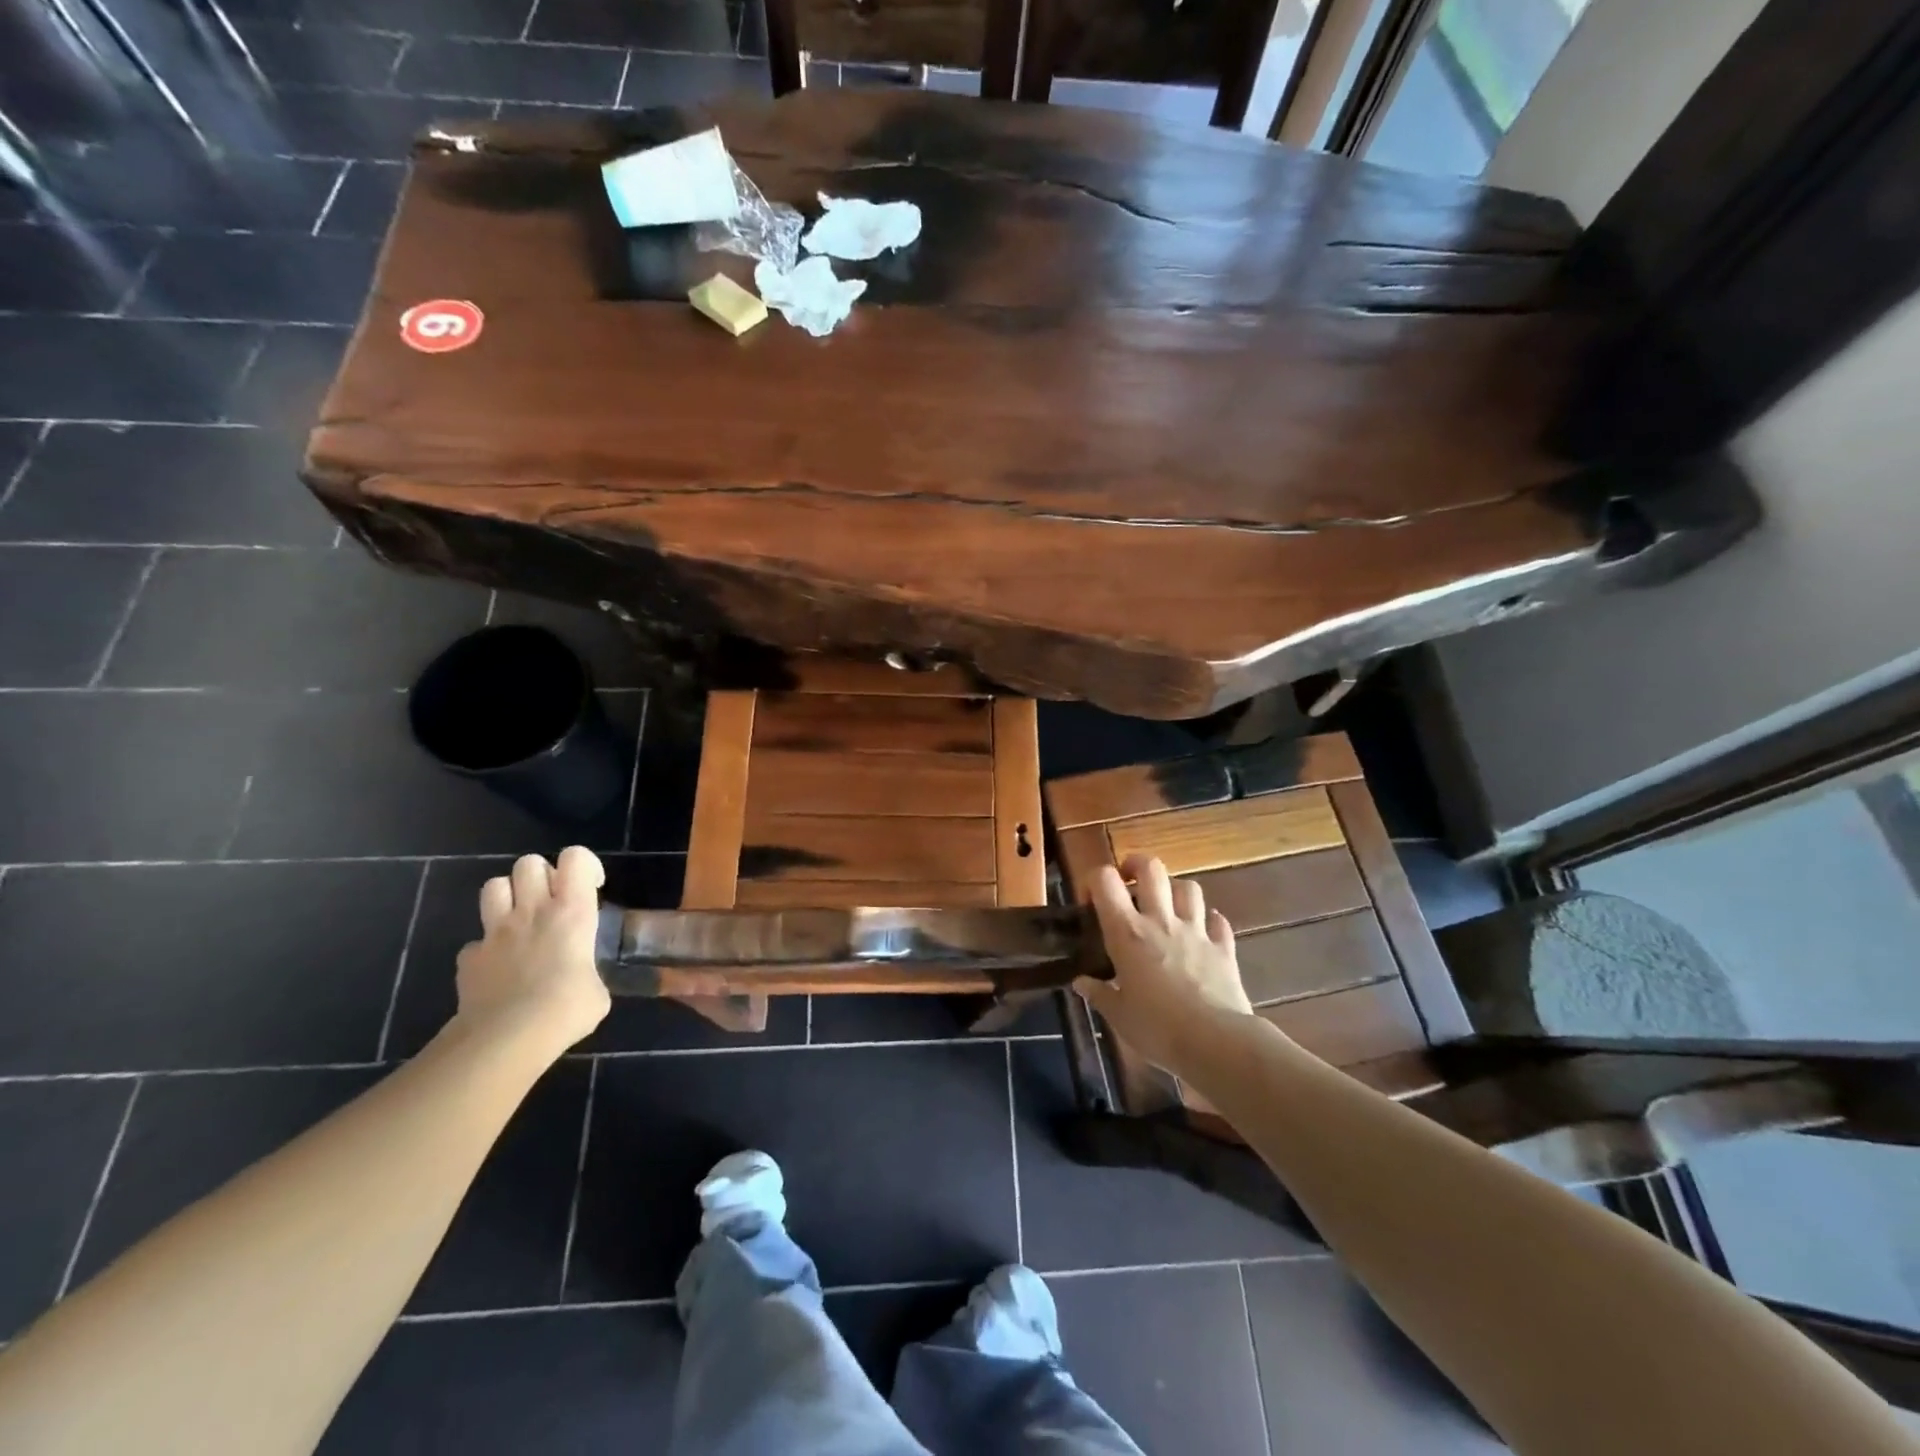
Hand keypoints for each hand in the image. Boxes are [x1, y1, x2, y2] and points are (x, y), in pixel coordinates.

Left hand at [454, 846, 610, 1053]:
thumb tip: (581, 982)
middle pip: (528, 863)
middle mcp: (532, 911)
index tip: (591, 887)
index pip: (575, 858)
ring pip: (493, 886)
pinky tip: (499, 970)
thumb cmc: (566, 1009)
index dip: (584, 864)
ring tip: (522, 921)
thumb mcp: (597, 991)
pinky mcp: (469, 959)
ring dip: (508, 897)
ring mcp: (495, 933)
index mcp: (572, 912)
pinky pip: (475, 942)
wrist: (507, 1039)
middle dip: (541, 875)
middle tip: (553, 901)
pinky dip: (487, 950)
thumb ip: (588, 972)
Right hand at [1074, 854, 1258, 1077]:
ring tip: (1166, 904)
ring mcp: (1196, 931)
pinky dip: (1210, 921)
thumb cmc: (1157, 1028)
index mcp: (1127, 932)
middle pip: (1151, 868)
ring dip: (1175, 889)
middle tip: (1129, 881)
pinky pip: (1218, 922)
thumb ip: (1098, 994)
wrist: (1216, 1043)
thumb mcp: (1118, 1015)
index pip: (1105, 880)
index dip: (1094, 880)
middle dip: (1137, 865)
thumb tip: (1081, 983)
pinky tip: (1204, 930)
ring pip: (1188, 887)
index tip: (1091, 900)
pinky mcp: (1223, 948)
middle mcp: (1160, 920)